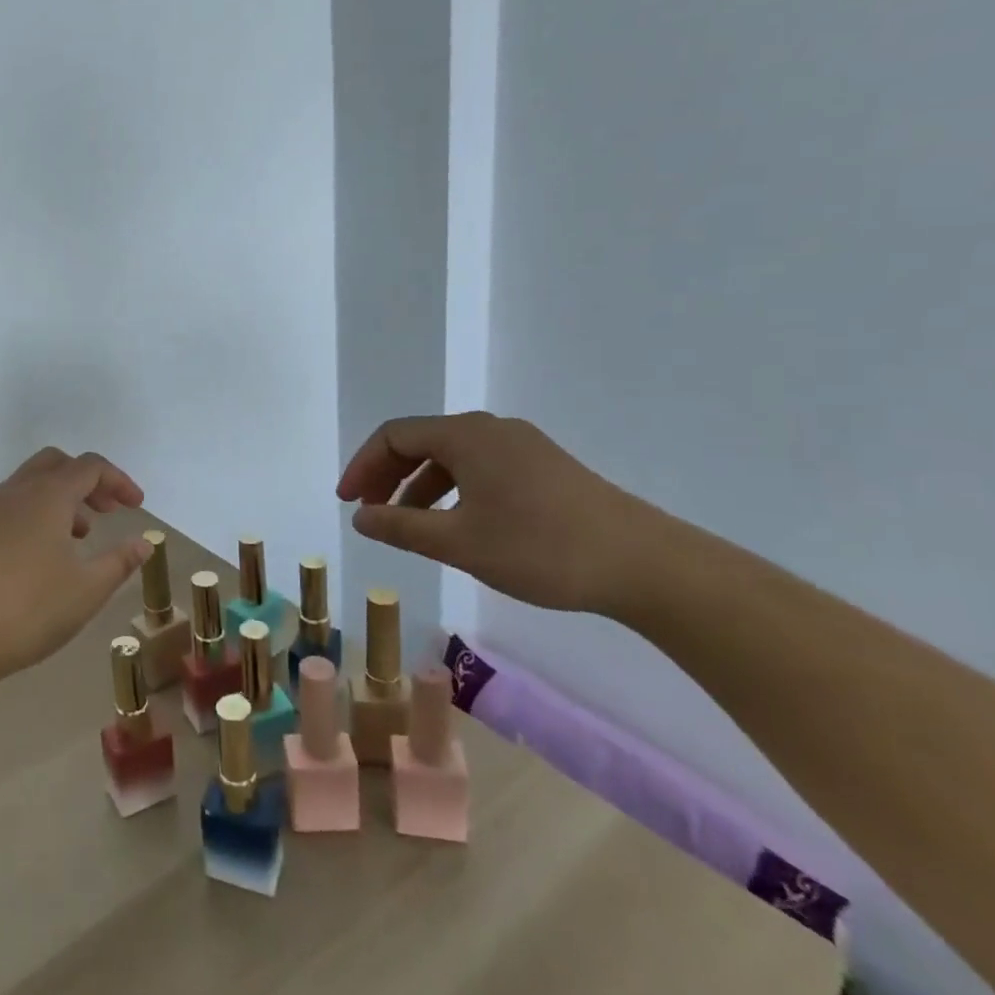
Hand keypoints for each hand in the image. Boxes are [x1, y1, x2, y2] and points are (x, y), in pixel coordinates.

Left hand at [0, 447, 150, 692]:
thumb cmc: (30, 610)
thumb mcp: (87, 589)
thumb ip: (120, 561)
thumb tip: (143, 542)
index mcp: (47, 495)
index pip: (90, 467)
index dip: (119, 481)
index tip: (137, 507)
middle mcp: (16, 492)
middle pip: (56, 463)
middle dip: (87, 481)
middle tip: (108, 511)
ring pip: (31, 484)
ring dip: (60, 498)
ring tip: (80, 537)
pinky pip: (11, 507)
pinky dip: (35, 514)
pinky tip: (42, 556)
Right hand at [336, 411, 681, 617]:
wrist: (645, 565)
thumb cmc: (540, 548)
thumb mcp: (458, 542)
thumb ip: (400, 526)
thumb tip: (360, 516)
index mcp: (466, 435)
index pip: (394, 436)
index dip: (363, 466)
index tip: (348, 503)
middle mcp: (490, 429)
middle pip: (421, 441)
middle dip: (388, 475)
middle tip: (370, 511)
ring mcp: (522, 446)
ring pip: (451, 457)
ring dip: (419, 486)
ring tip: (408, 525)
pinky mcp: (544, 467)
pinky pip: (480, 467)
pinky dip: (452, 490)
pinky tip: (456, 524)